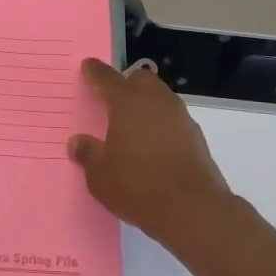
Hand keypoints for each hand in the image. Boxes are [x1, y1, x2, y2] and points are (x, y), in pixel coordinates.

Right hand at [68, 58, 239, 247]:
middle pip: (141, 79)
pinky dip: (161, 124)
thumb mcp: (100, 175)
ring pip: (161, 98)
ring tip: (132, 125)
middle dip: (127, 83)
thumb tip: (78, 142)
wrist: (193, 210)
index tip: (88, 66)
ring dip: (146, 104)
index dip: (95, 72)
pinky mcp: (196, 138)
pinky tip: (152, 145)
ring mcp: (181, 119)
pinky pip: (173, 120)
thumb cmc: (138, 186)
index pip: (108, 78)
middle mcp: (156, 103)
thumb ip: (88, 154)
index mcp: (127, 104)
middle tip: (112, 99)